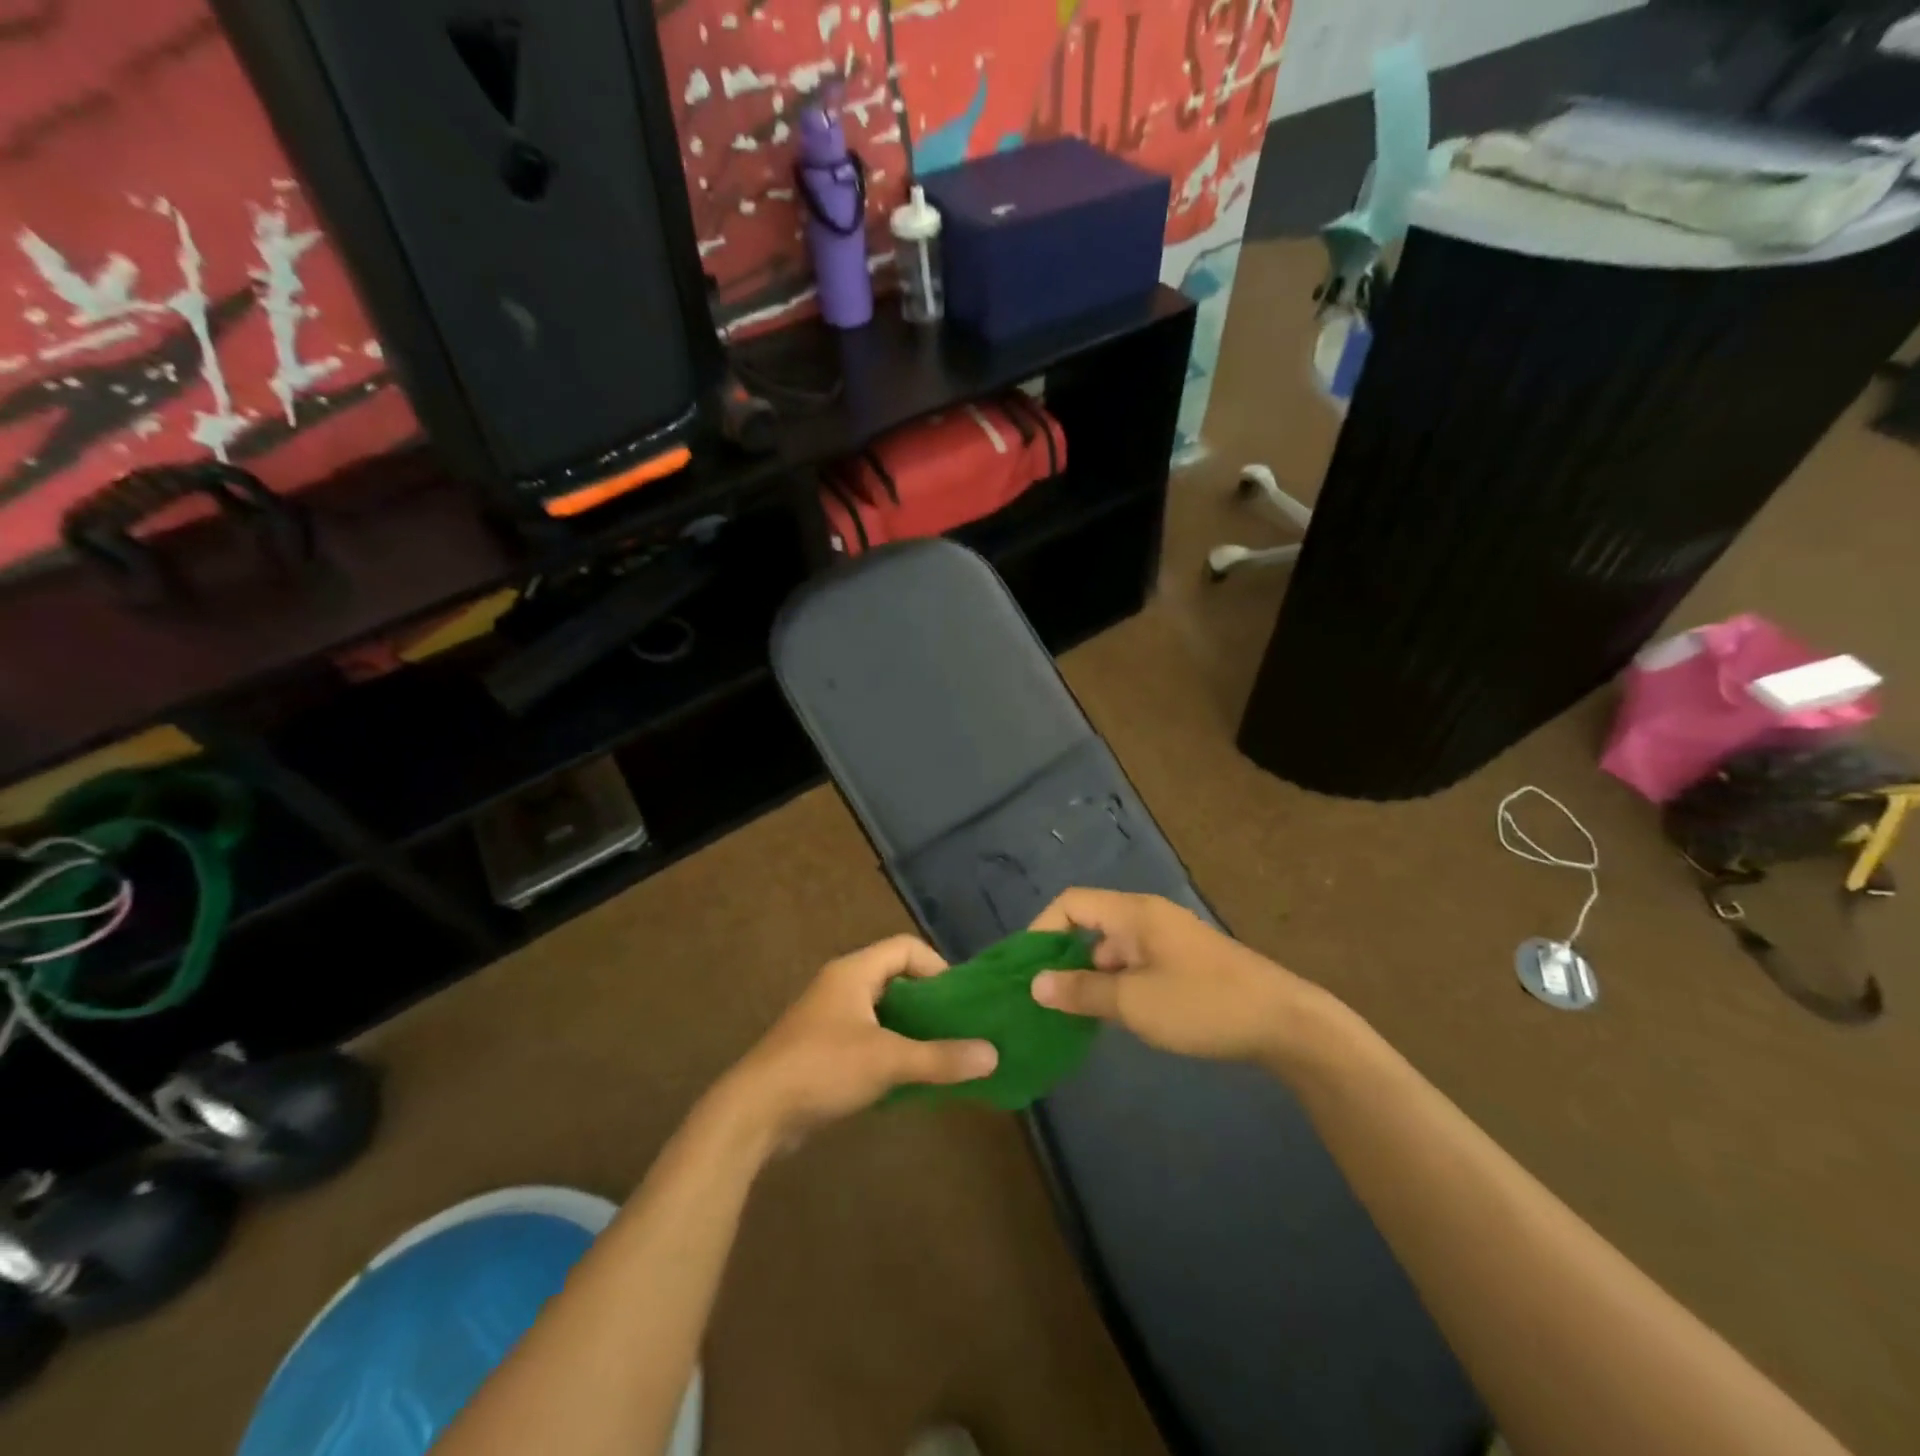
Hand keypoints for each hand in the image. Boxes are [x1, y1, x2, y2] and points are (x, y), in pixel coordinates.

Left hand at [715, 935, 997, 1146]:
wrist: (753, 1113)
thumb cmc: (822, 1068)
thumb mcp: (887, 1060)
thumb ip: (940, 1057)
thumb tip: (993, 1055)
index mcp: (854, 972)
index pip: (905, 948)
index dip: (937, 966)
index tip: (961, 1000)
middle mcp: (841, 986)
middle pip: (896, 979)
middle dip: (930, 1002)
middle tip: (960, 1028)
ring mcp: (829, 1019)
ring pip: (882, 1012)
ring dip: (912, 1030)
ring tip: (943, 1054)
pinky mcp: (822, 1050)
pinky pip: (868, 1039)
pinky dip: (892, 1051)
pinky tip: (910, 1078)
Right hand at [1028, 889, 1313, 1064]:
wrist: (1285, 1022)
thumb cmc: (1202, 1004)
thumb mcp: (1134, 1003)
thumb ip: (1082, 991)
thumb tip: (1036, 984)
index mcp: (1134, 913)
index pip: (1071, 903)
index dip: (1042, 929)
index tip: (1028, 970)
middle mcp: (1148, 918)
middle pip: (1090, 925)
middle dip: (1063, 958)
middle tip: (1045, 999)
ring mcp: (1168, 941)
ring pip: (1113, 950)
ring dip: (1091, 976)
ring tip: (1073, 1015)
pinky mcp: (1184, 964)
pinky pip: (1135, 965)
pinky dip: (1117, 985)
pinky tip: (1114, 1017)